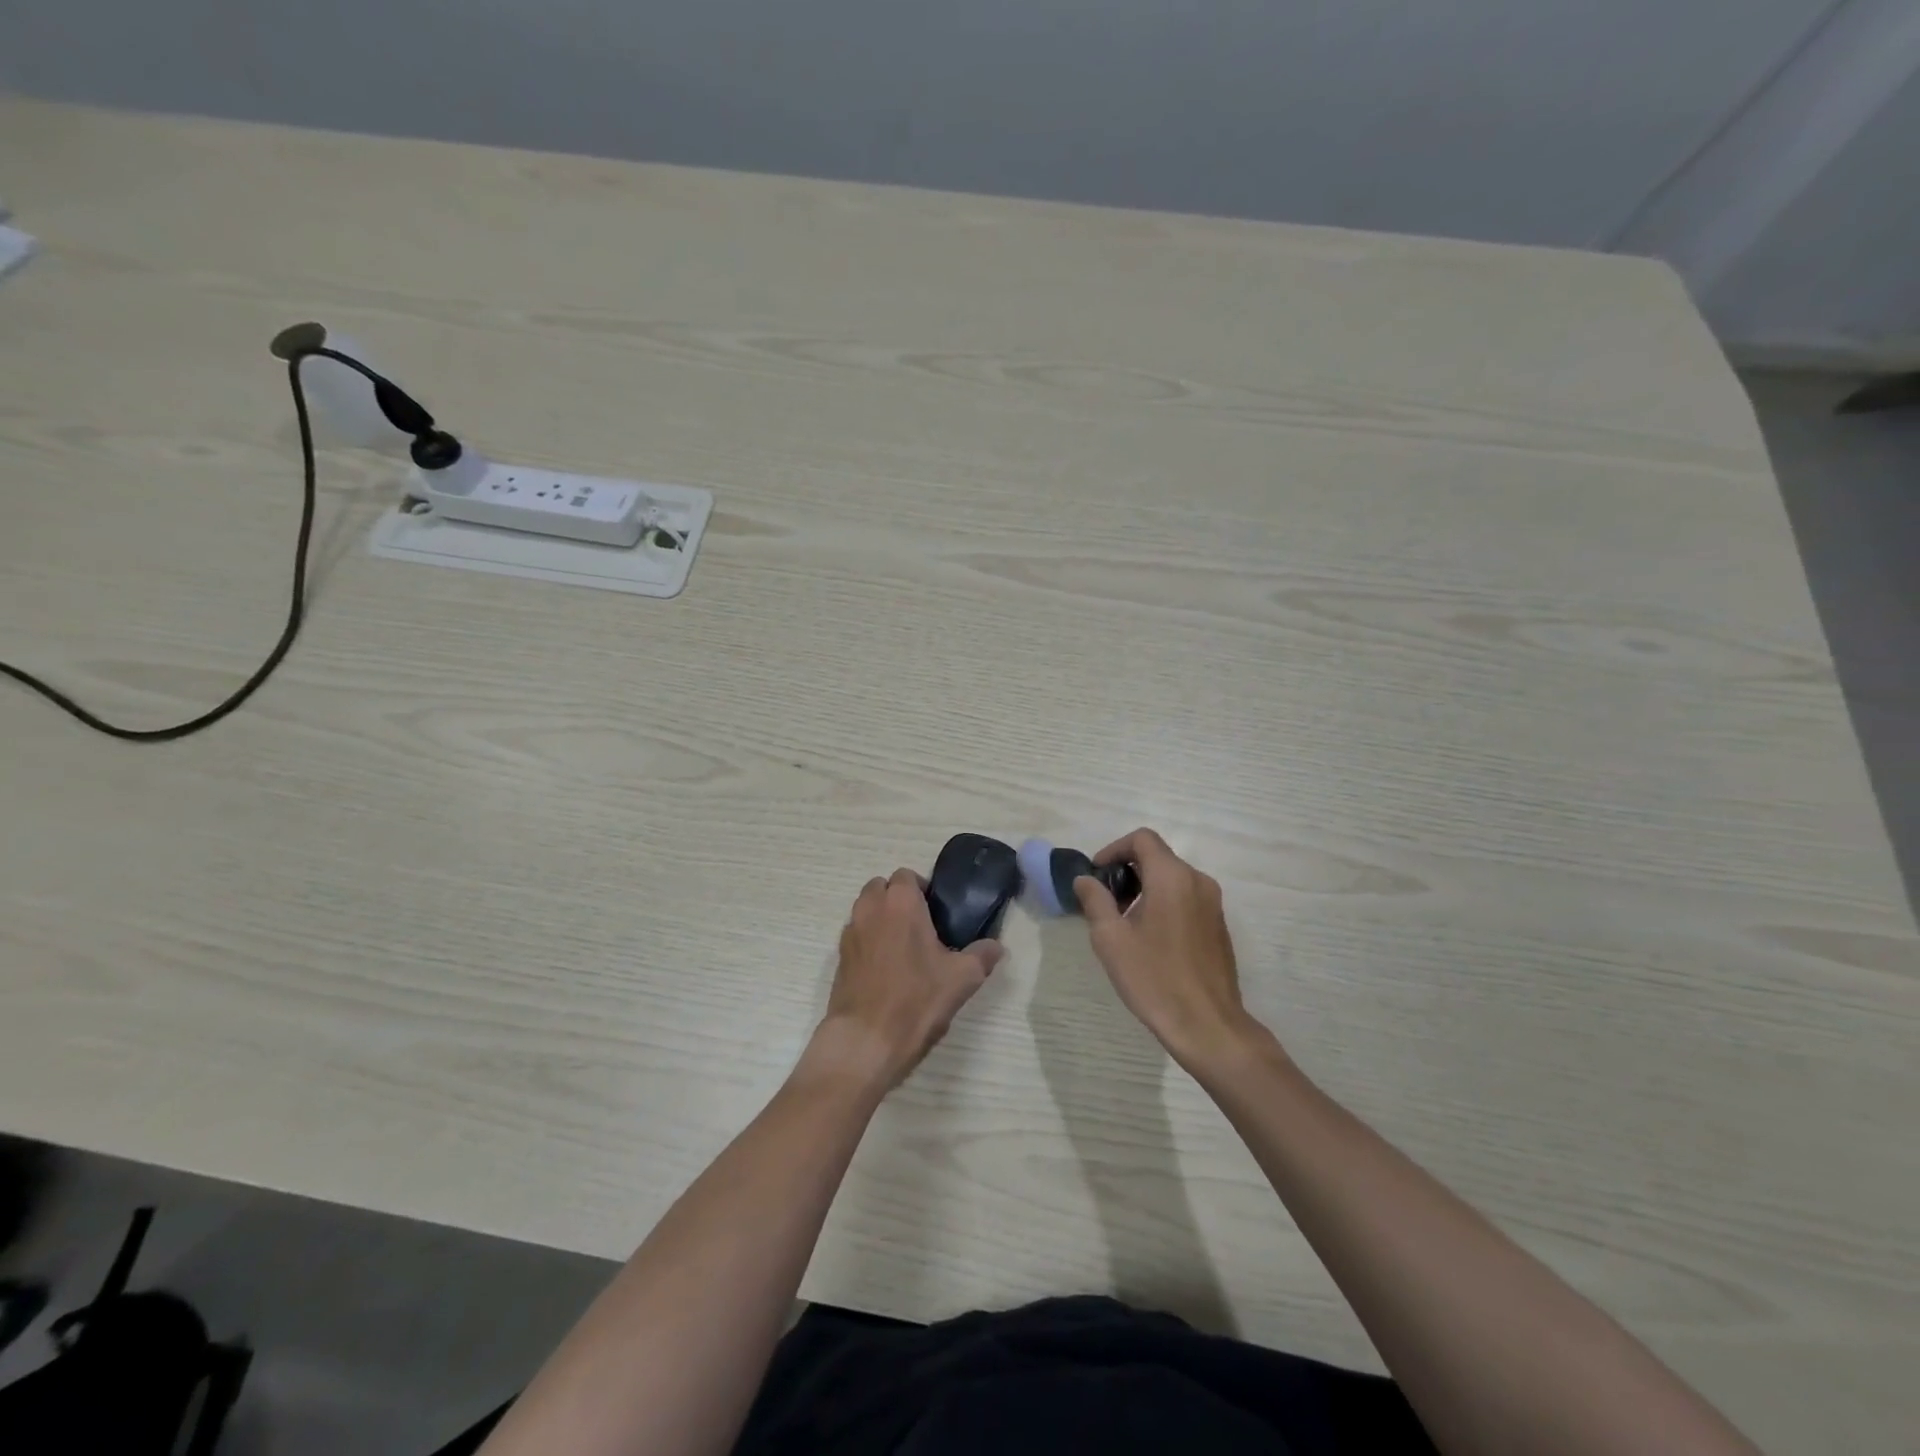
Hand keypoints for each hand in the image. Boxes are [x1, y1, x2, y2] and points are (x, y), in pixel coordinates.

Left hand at [807, 869, 1003, 1091]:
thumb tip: (996, 946)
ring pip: (866, 910)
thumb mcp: (962, 979)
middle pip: (882, 888)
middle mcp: (870, 909)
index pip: (907, 875)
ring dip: (882, 919)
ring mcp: (850, 932)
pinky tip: (886, 971)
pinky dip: (869, 942)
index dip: (922, 890)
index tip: (937, 915)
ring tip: (905, 950)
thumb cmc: (916, 1000)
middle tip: (921, 928)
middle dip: (898, 900)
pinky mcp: (838, 958)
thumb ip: (983, 955)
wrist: (865, 1041)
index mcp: (900, 902)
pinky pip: (857, 935)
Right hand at [1074, 829, 1257, 1070]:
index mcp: (1172, 877)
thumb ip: (1095, 900)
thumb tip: (1085, 880)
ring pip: (1173, 878)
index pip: (1142, 839)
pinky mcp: (1218, 926)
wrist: (1208, 1026)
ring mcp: (1213, 904)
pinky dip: (1164, 903)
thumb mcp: (1111, 939)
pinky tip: (1150, 939)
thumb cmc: (1154, 978)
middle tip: (1104, 901)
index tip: (1096, 875)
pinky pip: (1187, 898)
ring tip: (1124, 922)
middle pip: (1158, 857)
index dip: (1114, 849)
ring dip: (1145, 888)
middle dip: (1127, 871)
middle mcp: (1198, 881)